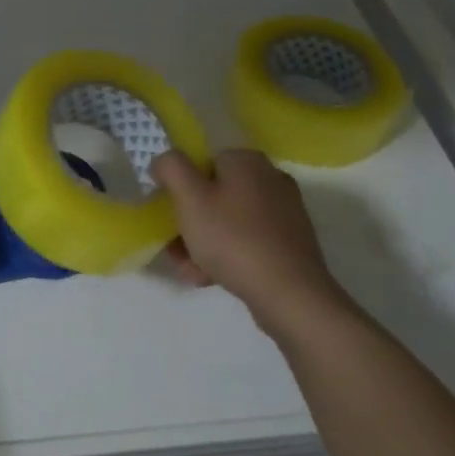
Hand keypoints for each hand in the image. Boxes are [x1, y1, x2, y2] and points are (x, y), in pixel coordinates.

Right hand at [151, 148, 351, 340]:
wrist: (290, 294)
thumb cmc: (234, 239)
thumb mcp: (190, 198)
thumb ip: (171, 168)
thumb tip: (164, 161)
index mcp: (248, 161)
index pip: (203, 162)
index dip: (181, 187)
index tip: (170, 214)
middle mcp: (270, 179)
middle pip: (215, 194)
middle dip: (191, 222)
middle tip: (176, 248)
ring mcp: (284, 213)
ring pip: (229, 221)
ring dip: (204, 243)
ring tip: (190, 271)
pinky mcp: (290, 243)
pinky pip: (248, 241)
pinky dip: (227, 256)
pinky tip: (210, 278)